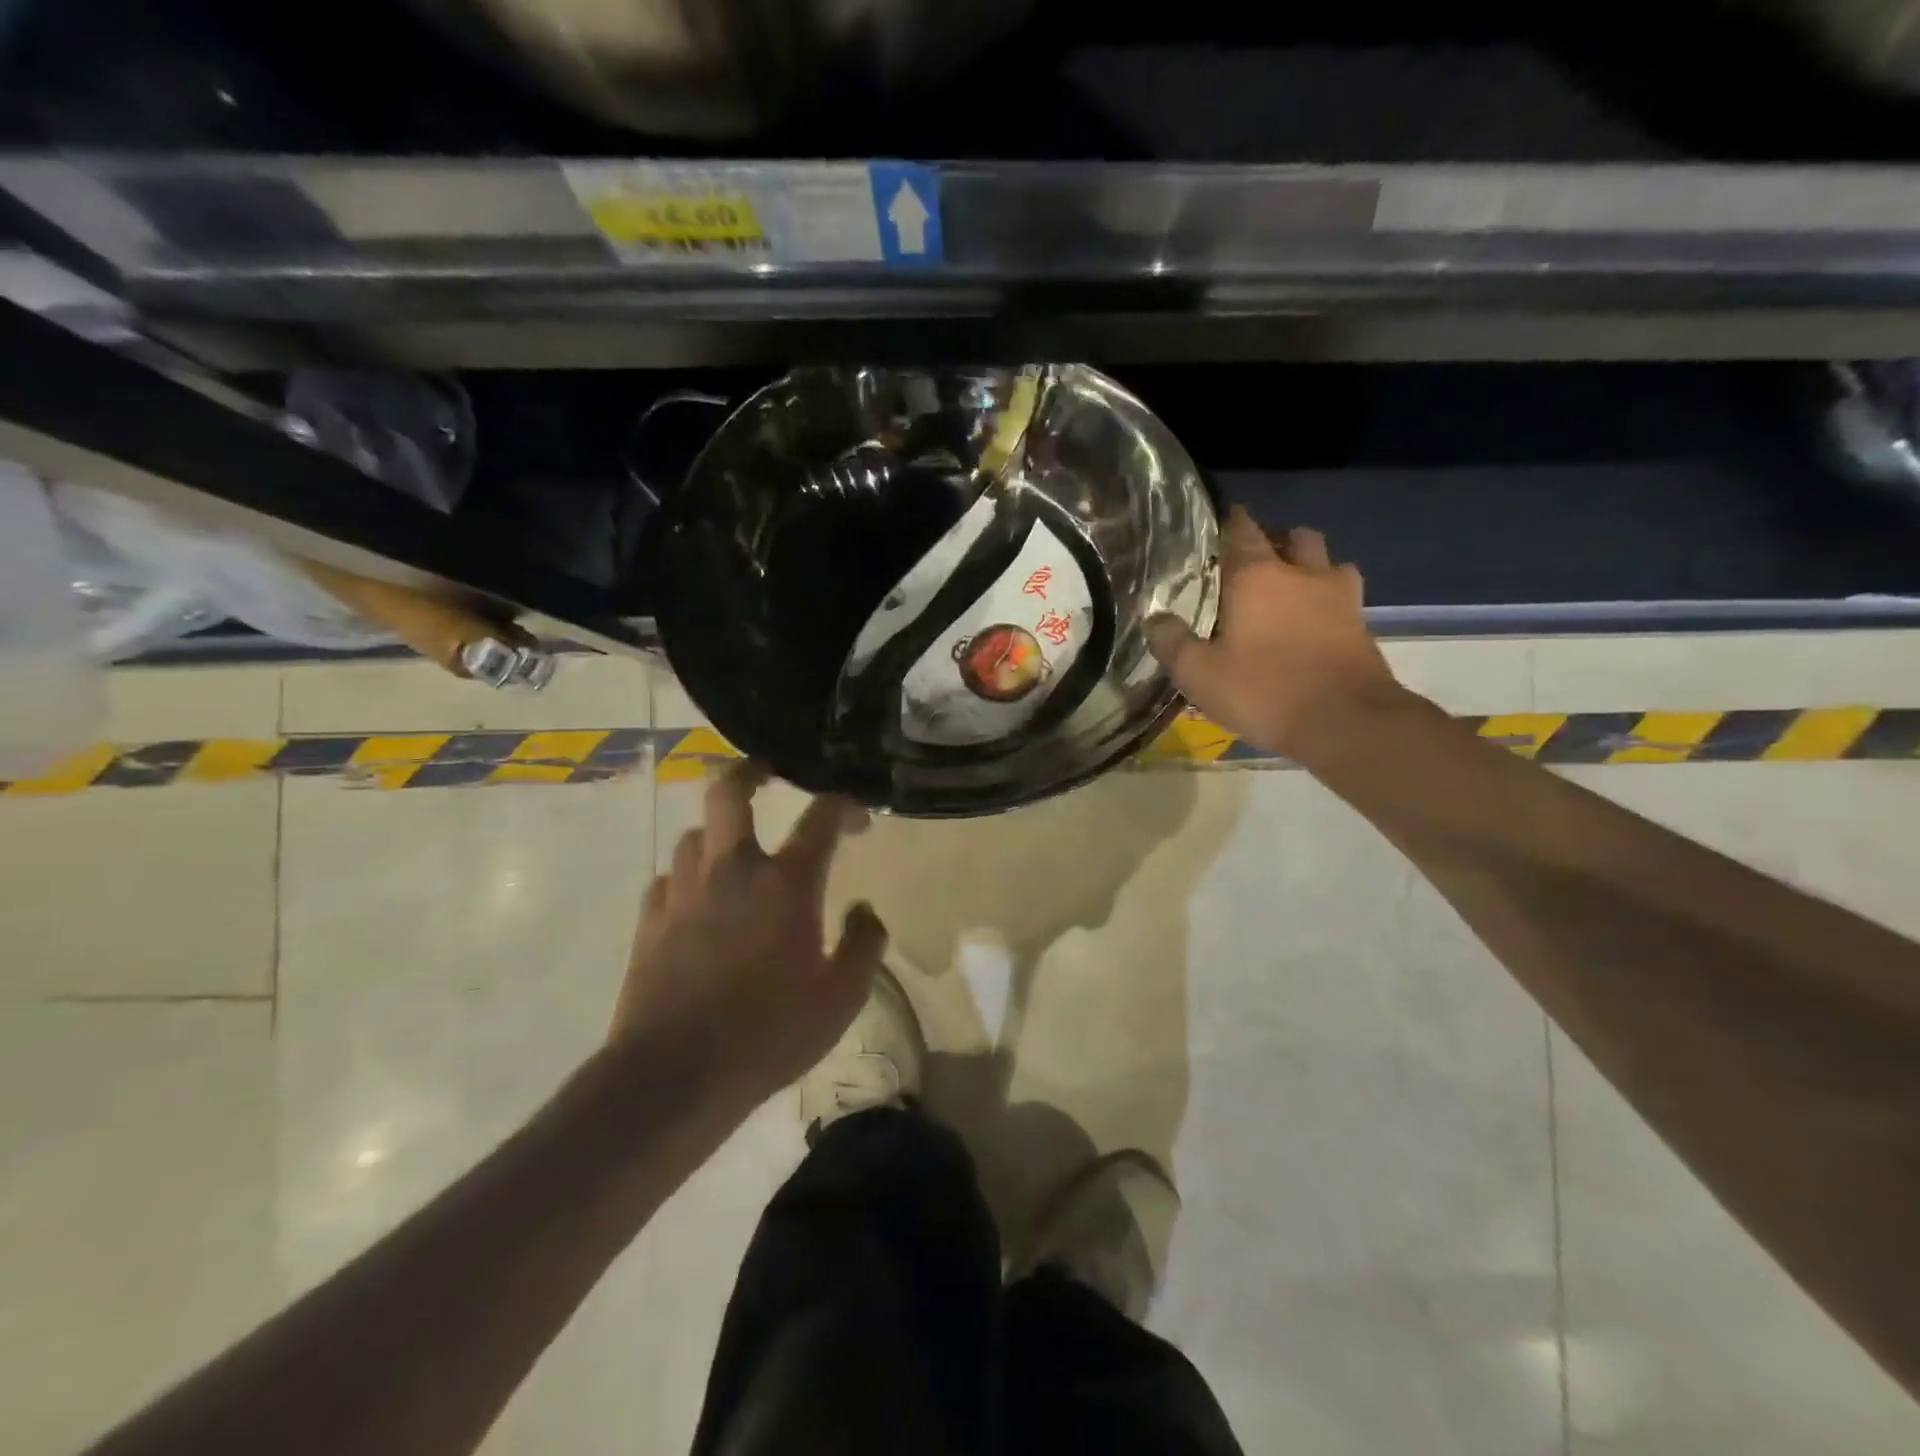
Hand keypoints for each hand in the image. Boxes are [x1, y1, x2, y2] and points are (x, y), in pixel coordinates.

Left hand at [609, 761, 887, 1107]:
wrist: (675, 1076)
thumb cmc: (770, 1034)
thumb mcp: (841, 998)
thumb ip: (864, 945)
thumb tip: (865, 910)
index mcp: (784, 883)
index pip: (820, 817)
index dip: (843, 805)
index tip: (857, 817)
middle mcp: (732, 871)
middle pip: (728, 792)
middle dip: (748, 772)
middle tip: (766, 774)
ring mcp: (683, 892)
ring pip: (696, 835)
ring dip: (720, 835)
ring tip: (736, 854)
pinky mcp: (650, 921)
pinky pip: (669, 879)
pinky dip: (689, 879)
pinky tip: (698, 904)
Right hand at [1148, 507, 1400, 760]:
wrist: (1345, 721)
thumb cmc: (1263, 691)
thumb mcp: (1199, 674)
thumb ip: (1172, 643)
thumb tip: (1155, 619)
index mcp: (1257, 576)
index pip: (1242, 531)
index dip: (1231, 523)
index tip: (1220, 524)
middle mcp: (1302, 574)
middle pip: (1294, 536)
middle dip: (1275, 539)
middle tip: (1255, 560)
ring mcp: (1339, 597)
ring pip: (1328, 561)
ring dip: (1309, 565)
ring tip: (1291, 586)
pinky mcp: (1361, 624)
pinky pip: (1344, 596)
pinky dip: (1328, 598)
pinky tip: (1314, 621)